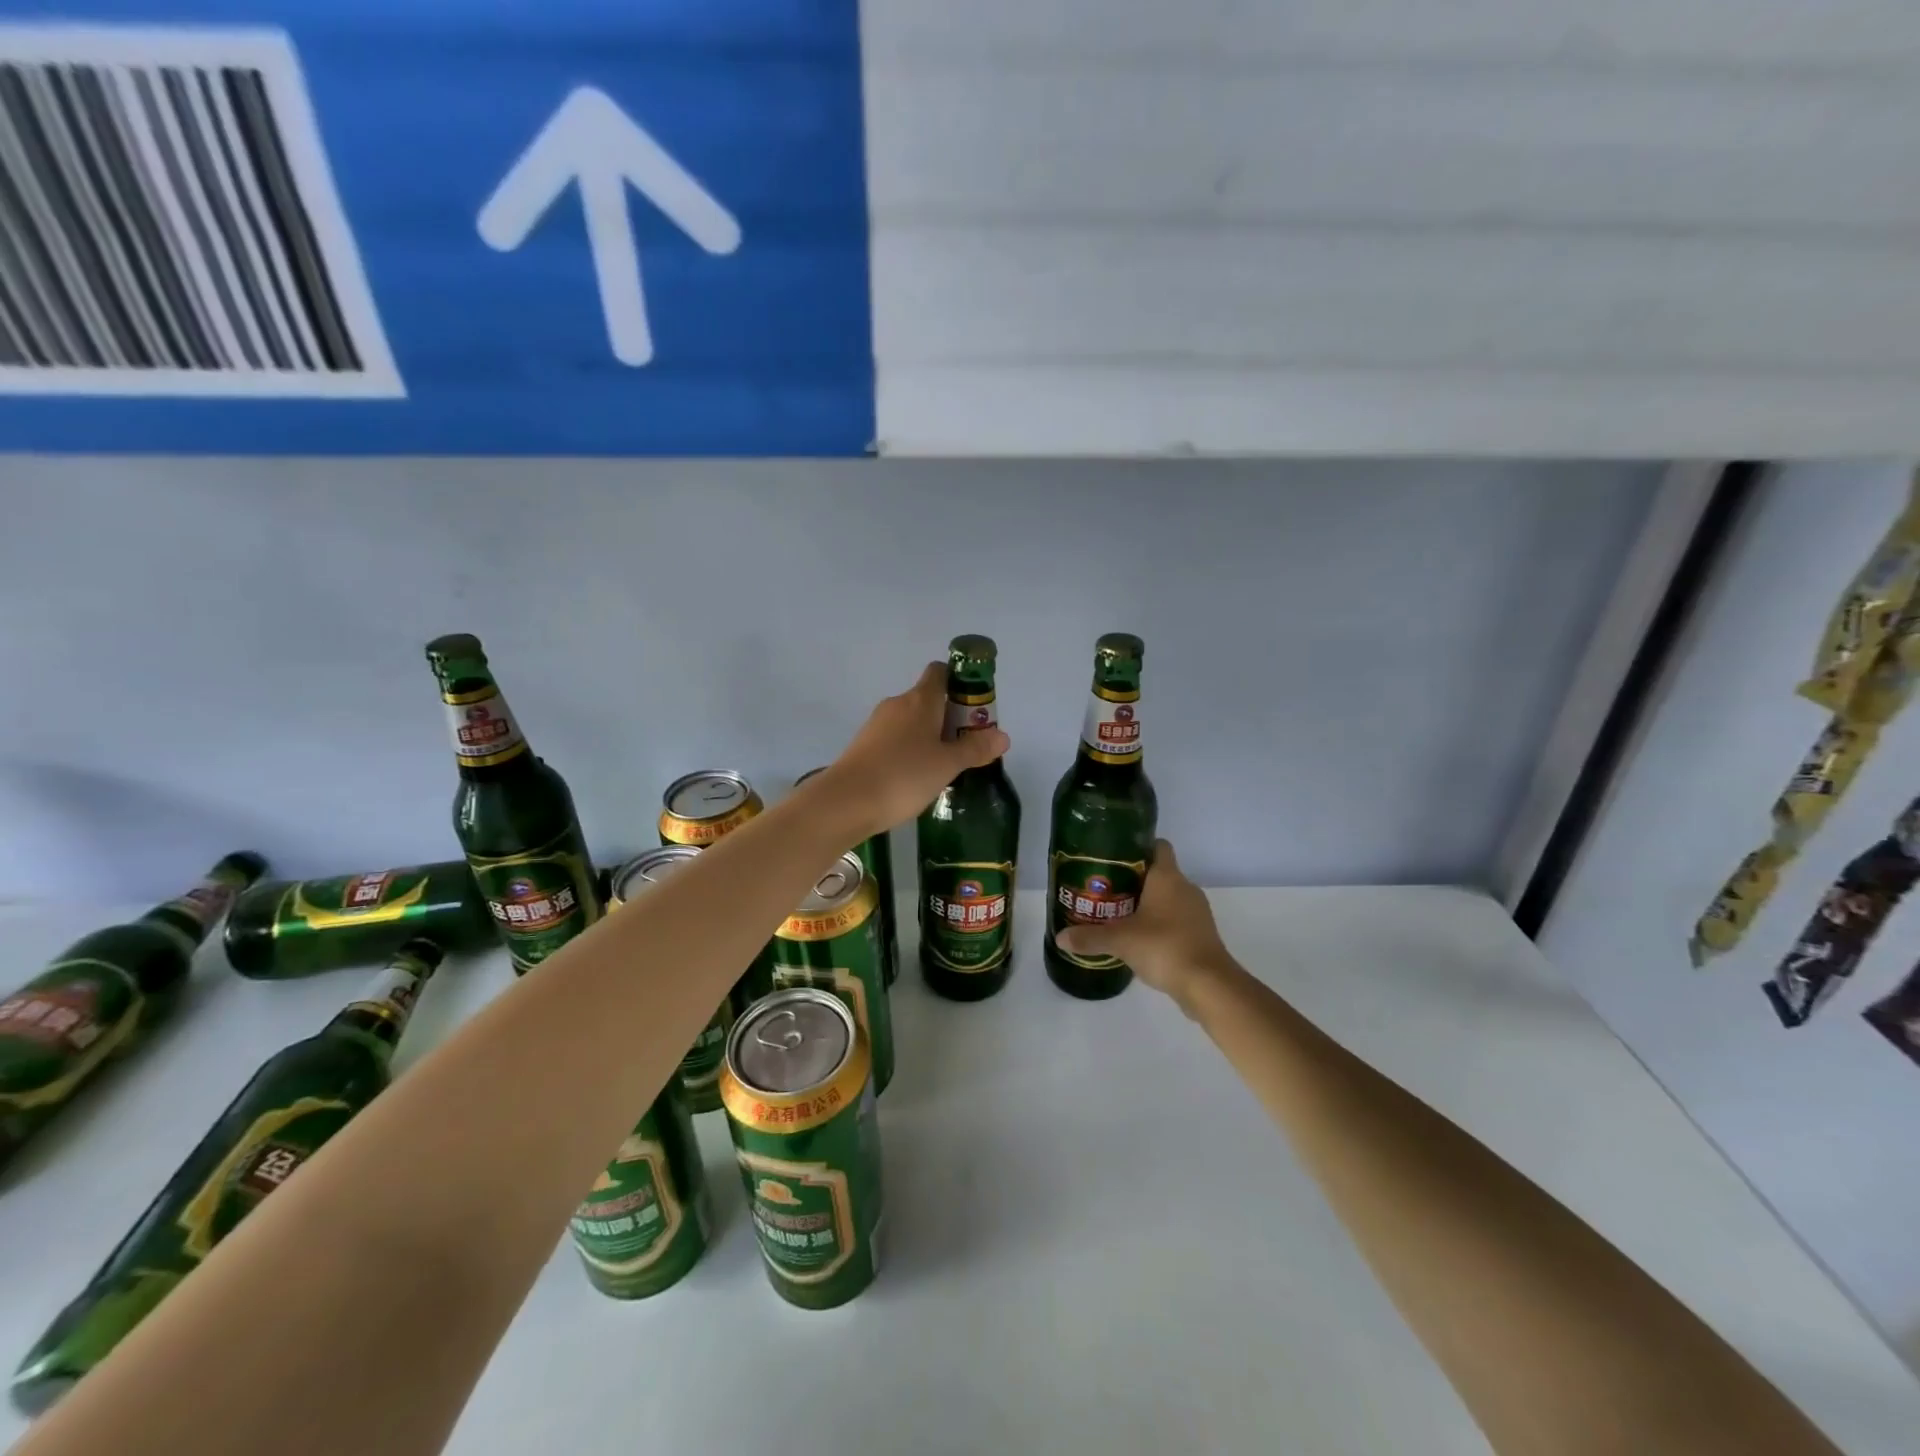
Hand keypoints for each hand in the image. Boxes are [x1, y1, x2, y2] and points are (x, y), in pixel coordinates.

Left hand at [817, 663, 1010, 836]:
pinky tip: (916, 778)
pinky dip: (910, 751)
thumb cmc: (903, 776)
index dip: (960, 683)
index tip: (975, 707)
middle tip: (967, 747)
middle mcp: (897, 704)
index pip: (941, 672)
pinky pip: (895, 739)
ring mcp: (877, 724)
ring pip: (911, 722)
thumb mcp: (947, 764)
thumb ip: (975, 748)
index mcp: (920, 699)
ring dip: (930, 737)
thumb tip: (1002, 735)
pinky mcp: (864, 745)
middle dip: (950, 717)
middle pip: (929, 699)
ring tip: (944, 767)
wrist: (846, 802)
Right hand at [1054, 840, 1239, 1011]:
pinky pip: (1176, 920)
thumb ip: (1090, 937)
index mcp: (1168, 877)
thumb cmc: (1164, 947)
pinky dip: (1159, 925)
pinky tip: (1140, 940)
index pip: (1158, 846)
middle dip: (1133, 880)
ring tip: (1118, 915)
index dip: (1137, 847)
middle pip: (1158, 873)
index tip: (1114, 858)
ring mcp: (1196, 912)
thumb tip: (1060, 937)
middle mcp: (1185, 888)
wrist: (1208, 985)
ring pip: (1167, 898)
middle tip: (1105, 890)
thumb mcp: (1120, 941)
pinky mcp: (1201, 935)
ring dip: (1147, 905)